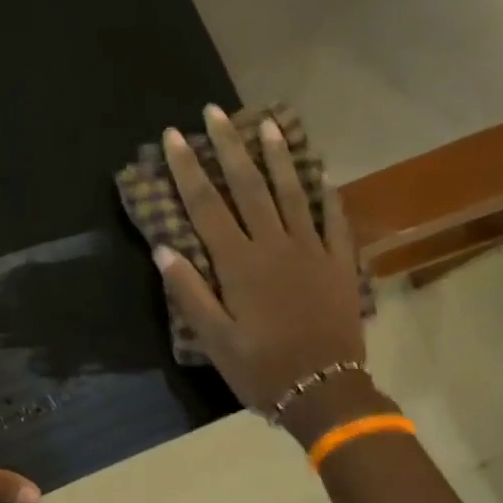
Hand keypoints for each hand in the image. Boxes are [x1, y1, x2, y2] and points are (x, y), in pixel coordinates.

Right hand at [155, 105, 379, 441]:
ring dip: (277, 156)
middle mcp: (275, 246)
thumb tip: (163, 249)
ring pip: (292, 192)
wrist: (324, 390)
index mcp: (239, 264)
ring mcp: (312, 251)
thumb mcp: (213, 339)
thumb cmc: (260, 368)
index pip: (207, 205)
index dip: (188, 168)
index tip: (174, 135)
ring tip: (266, 123)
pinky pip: (334, 220)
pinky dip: (326, 195)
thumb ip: (189, 292)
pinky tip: (321, 174)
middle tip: (215, 112)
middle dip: (229, 147)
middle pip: (249, 186)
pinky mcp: (339, 264)